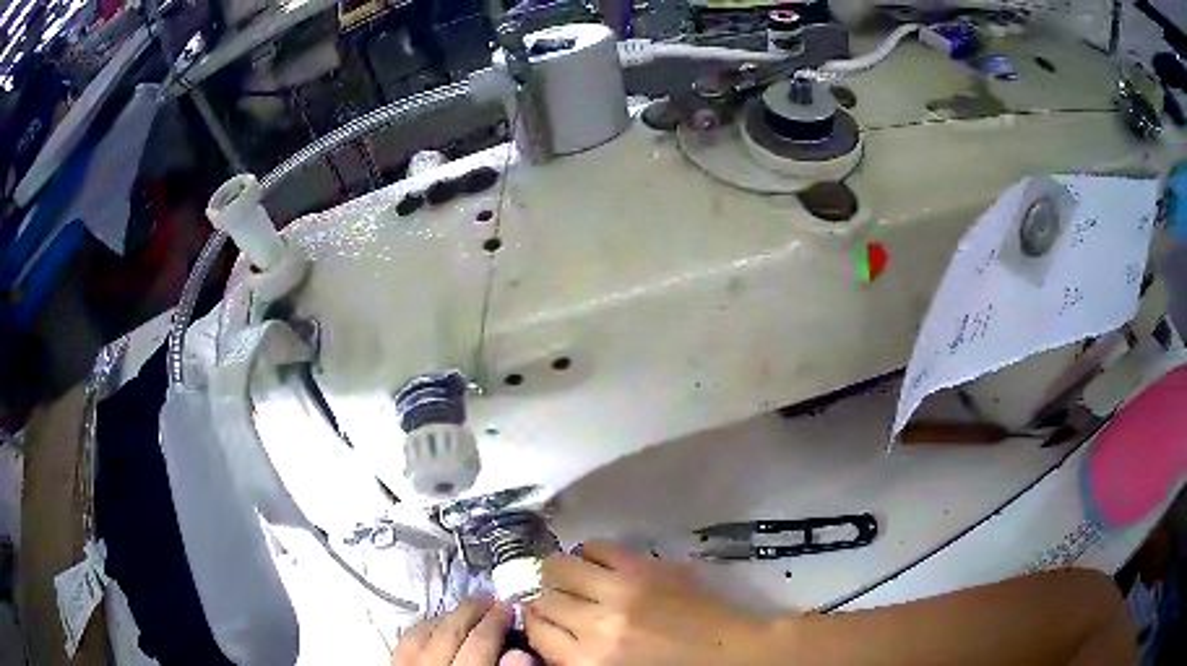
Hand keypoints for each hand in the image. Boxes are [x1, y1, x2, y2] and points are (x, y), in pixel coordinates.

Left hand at [392, 596, 534, 665]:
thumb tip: (522, 653)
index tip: (511, 610)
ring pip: (425, 631)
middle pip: (451, 631)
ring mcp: (407, 665)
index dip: (497, 623)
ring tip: (465, 609)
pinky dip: (421, 628)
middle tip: (491, 600)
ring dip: (447, 616)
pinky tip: (432, 624)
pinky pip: (405, 641)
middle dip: (473, 611)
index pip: (480, 642)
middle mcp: (429, 665)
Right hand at [524, 541, 778, 665]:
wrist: (734, 655)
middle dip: (546, 597)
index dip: (534, 619)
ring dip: (560, 572)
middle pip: (544, 597)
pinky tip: (598, 563)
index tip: (542, 616)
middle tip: (559, 599)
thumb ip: (576, 657)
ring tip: (573, 577)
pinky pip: (597, 546)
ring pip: (559, 566)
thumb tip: (550, 630)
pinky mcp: (646, 568)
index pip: (534, 627)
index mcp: (586, 661)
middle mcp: (594, 625)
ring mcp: (621, 591)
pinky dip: (589, 552)